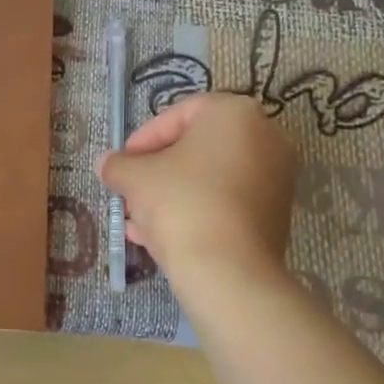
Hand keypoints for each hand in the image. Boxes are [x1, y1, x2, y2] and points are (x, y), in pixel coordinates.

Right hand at [97, 92, 293, 280]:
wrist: (228, 271)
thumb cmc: (181, 204)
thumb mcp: (135, 178)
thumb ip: (118, 165)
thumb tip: (106, 163)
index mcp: (234, 113)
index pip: (178, 114)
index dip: (142, 139)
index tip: (122, 163)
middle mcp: (265, 137)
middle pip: (196, 148)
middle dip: (157, 171)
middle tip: (130, 191)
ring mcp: (277, 177)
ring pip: (211, 179)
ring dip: (171, 195)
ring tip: (138, 221)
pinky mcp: (277, 214)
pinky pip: (227, 203)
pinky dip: (196, 212)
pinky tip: (161, 238)